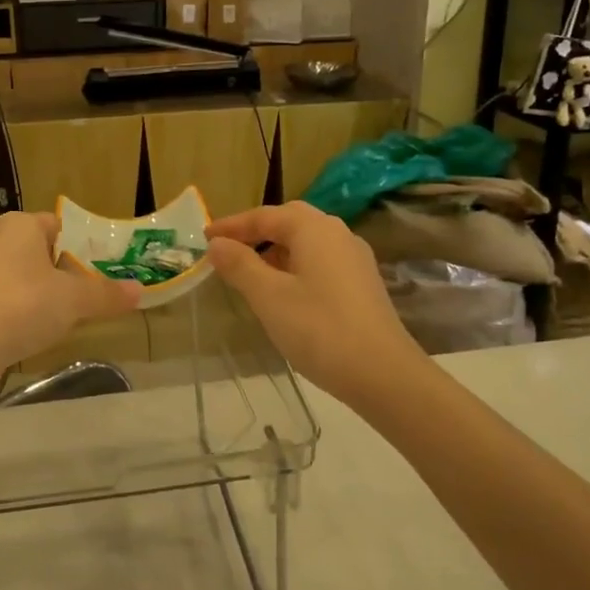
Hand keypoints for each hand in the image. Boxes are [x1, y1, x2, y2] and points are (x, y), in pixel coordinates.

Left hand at [0, 211, 140, 376]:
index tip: (100, 271)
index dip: (82, 247)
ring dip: (40, 293)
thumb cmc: (22, 307)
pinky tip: (30, 332)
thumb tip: (140, 291)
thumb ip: (106, 293)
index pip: (59, 225)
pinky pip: (2, 297)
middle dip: (62, 272)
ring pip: (20, 275)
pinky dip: (18, 310)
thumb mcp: (74, 300)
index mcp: (18, 224)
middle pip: (39, 250)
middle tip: (87, 296)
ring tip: (63, 317)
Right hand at [207, 202, 422, 405]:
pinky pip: (321, 261)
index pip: (265, 216)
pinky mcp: (362, 284)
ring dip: (276, 250)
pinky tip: (284, 292)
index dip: (232, 225)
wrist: (383, 374)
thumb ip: (240, 265)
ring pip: (307, 242)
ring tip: (250, 272)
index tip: (205, 238)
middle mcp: (338, 234)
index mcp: (314, 229)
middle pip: (290, 221)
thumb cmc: (319, 329)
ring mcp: (355, 259)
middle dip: (257, 232)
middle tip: (227, 248)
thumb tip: (218, 244)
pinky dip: (295, 266)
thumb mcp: (269, 297)